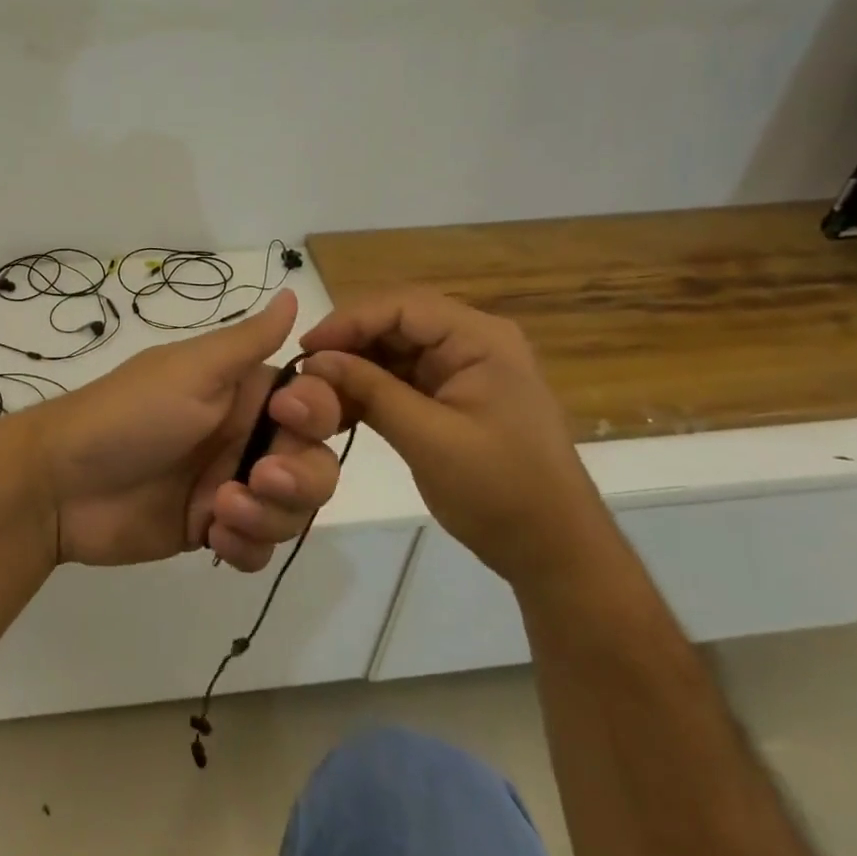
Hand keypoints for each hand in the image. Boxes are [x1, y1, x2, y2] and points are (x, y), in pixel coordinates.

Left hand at [25, 291, 345, 569]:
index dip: (317, 414)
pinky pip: (259, 548)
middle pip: (316, 464)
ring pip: (293, 510)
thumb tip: (294, 291)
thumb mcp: (191, 370)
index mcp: (245, 393)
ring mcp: (231, 486)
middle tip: (259, 479)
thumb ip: (248, 340)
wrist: (60, 484)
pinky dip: (246, 547)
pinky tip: (211, 537)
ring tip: (220, 511)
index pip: (316, 402)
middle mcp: (246, 437)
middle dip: (300, 479)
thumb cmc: (129, 415)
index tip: (287, 419)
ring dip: (269, 516)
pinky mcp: (212, 529)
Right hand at [301, 288, 612, 590]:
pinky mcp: (450, 397)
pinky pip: (400, 379)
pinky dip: (368, 391)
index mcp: (479, 339)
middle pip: (395, 323)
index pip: (402, 306)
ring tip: (315, 395)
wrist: (552, 549)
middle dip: (348, 345)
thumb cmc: (500, 489)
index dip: (349, 320)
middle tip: (304, 374)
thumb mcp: (429, 438)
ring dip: (353, 369)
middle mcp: (471, 342)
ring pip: (392, 351)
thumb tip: (314, 361)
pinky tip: (337, 410)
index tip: (306, 349)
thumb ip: (371, 391)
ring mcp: (461, 370)